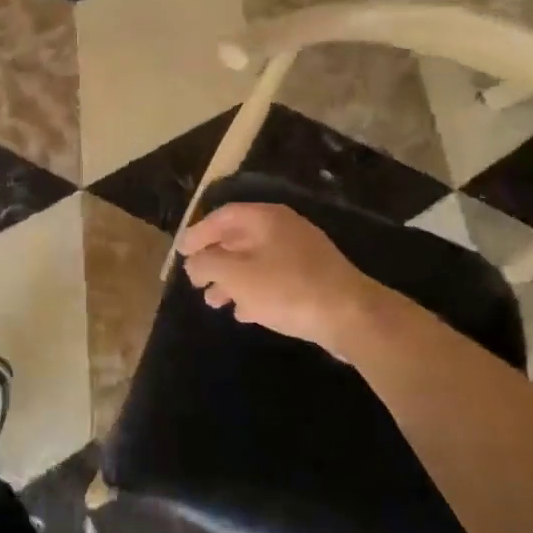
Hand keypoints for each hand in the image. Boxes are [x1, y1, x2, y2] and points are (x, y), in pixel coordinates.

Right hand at [177, 203, 387, 356]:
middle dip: (214, 259)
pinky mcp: (313, 281)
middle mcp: (284, 230)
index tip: (182, 252)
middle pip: (239, 238)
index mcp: (266, 219)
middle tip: (194, 279)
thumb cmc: (287, 288)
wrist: (350, 316)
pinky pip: (274, 280)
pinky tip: (243, 312)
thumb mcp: (236, 275)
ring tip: (213, 301)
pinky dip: (254, 293)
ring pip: (256, 262)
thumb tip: (193, 262)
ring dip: (231, 280)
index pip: (224, 216)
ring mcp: (302, 255)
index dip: (199, 232)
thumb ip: (207, 264)